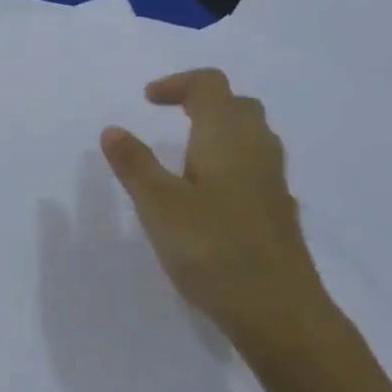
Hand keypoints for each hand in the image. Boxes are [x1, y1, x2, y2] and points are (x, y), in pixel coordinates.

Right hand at [101, 68, 328, 350]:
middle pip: (236, 105)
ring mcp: (273, 181)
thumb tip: (113, 129)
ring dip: (217, 131)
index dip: (178, 84)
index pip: (209, 86)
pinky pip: (254, 167)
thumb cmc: (211, 248)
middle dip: (201, 102)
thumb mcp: (158, 205)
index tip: (147, 100)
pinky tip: (209, 195)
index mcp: (227, 137)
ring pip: (250, 137)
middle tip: (167, 118)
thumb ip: (134, 164)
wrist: (276, 307)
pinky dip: (229, 162)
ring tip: (183, 154)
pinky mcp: (277, 211)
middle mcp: (257, 149)